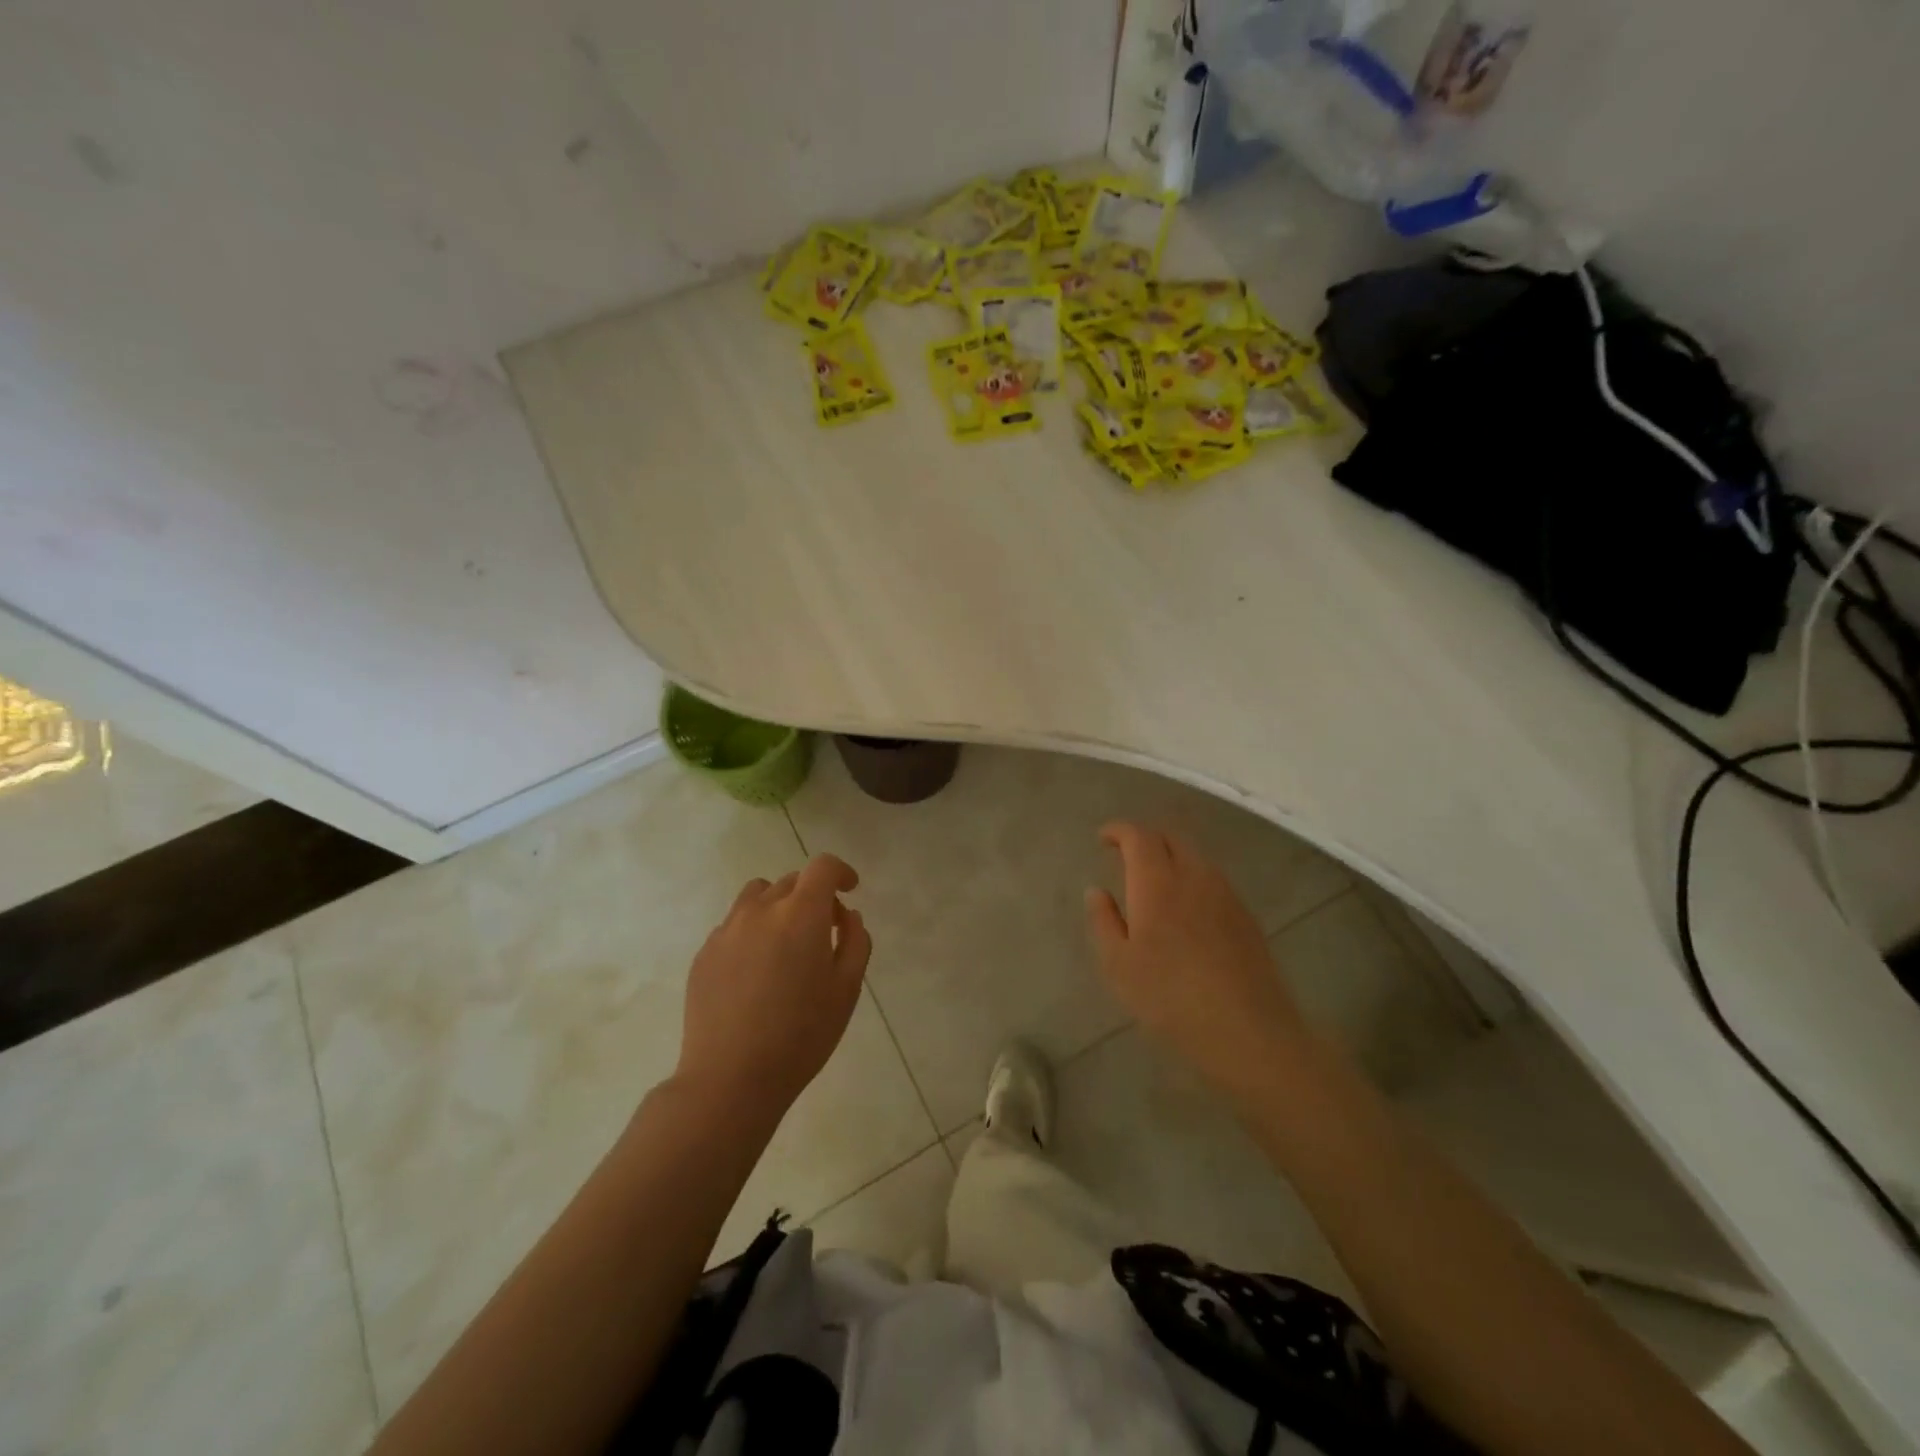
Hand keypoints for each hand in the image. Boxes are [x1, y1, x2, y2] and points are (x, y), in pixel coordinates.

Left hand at [676, 854, 871, 1121]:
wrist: (730, 1078)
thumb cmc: (801, 1035)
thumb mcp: (846, 990)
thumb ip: (855, 942)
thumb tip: (847, 916)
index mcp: (800, 914)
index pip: (822, 867)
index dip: (840, 872)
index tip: (850, 889)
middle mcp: (760, 910)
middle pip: (791, 881)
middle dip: (813, 895)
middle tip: (825, 931)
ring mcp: (727, 930)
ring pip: (757, 896)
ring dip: (778, 906)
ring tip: (786, 944)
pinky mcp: (704, 954)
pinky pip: (734, 925)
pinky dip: (752, 931)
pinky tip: (757, 973)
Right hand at [1086, 822, 1309, 1095]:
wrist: (1247, 1030)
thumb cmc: (1169, 998)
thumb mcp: (1118, 965)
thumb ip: (1104, 921)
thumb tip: (1096, 890)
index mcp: (1157, 882)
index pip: (1138, 836)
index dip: (1119, 830)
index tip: (1103, 839)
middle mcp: (1193, 876)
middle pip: (1170, 837)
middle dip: (1145, 838)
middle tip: (1126, 855)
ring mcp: (1225, 894)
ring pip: (1195, 857)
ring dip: (1171, 856)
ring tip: (1154, 880)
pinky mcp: (1245, 915)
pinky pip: (1213, 879)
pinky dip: (1192, 877)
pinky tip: (1186, 907)